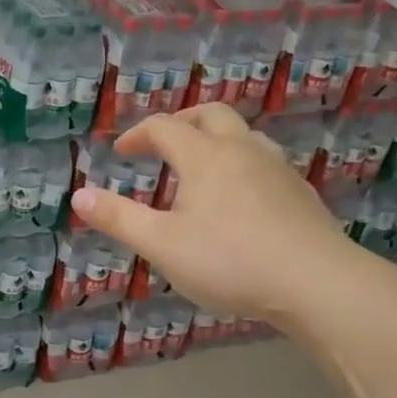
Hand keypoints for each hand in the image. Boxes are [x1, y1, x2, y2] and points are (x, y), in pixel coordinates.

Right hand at [70, 105, 351, 321]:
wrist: (318, 283)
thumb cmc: (231, 261)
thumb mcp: (163, 245)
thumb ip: (119, 219)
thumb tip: (78, 195)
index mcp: (205, 156)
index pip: (165, 127)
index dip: (139, 135)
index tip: (122, 152)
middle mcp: (242, 150)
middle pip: (210, 114)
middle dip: (181, 122)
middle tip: (162, 144)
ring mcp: (278, 168)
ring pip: (244, 134)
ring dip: (216, 139)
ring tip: (202, 166)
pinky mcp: (301, 192)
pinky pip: (266, 160)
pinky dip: (242, 163)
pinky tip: (242, 196)